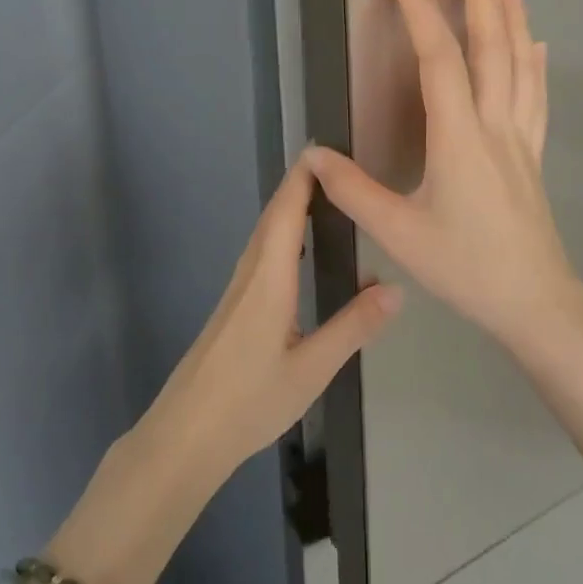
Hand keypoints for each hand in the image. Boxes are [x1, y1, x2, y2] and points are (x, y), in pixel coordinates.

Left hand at [139, 156, 403, 483]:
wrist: (185, 434)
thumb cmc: (249, 401)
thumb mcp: (311, 369)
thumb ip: (353, 327)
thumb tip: (397, 288)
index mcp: (268, 280)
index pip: (285, 213)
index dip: (302, 178)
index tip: (325, 149)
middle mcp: (248, 275)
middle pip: (272, 217)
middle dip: (300, 186)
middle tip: (336, 167)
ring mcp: (236, 292)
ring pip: (263, 236)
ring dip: (289, 209)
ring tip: (323, 199)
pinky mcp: (232, 309)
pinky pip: (259, 256)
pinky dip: (280, 235)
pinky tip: (295, 252)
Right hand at [307, 0, 582, 358]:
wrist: (534, 301)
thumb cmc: (464, 267)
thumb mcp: (398, 232)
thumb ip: (353, 191)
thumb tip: (312, 155)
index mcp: (459, 137)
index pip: (438, 59)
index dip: (419, 11)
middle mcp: (494, 125)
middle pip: (490, 48)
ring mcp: (520, 139)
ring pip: (520, 66)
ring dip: (513, 20)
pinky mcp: (532, 157)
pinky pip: (535, 98)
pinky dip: (535, 64)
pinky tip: (537, 47)